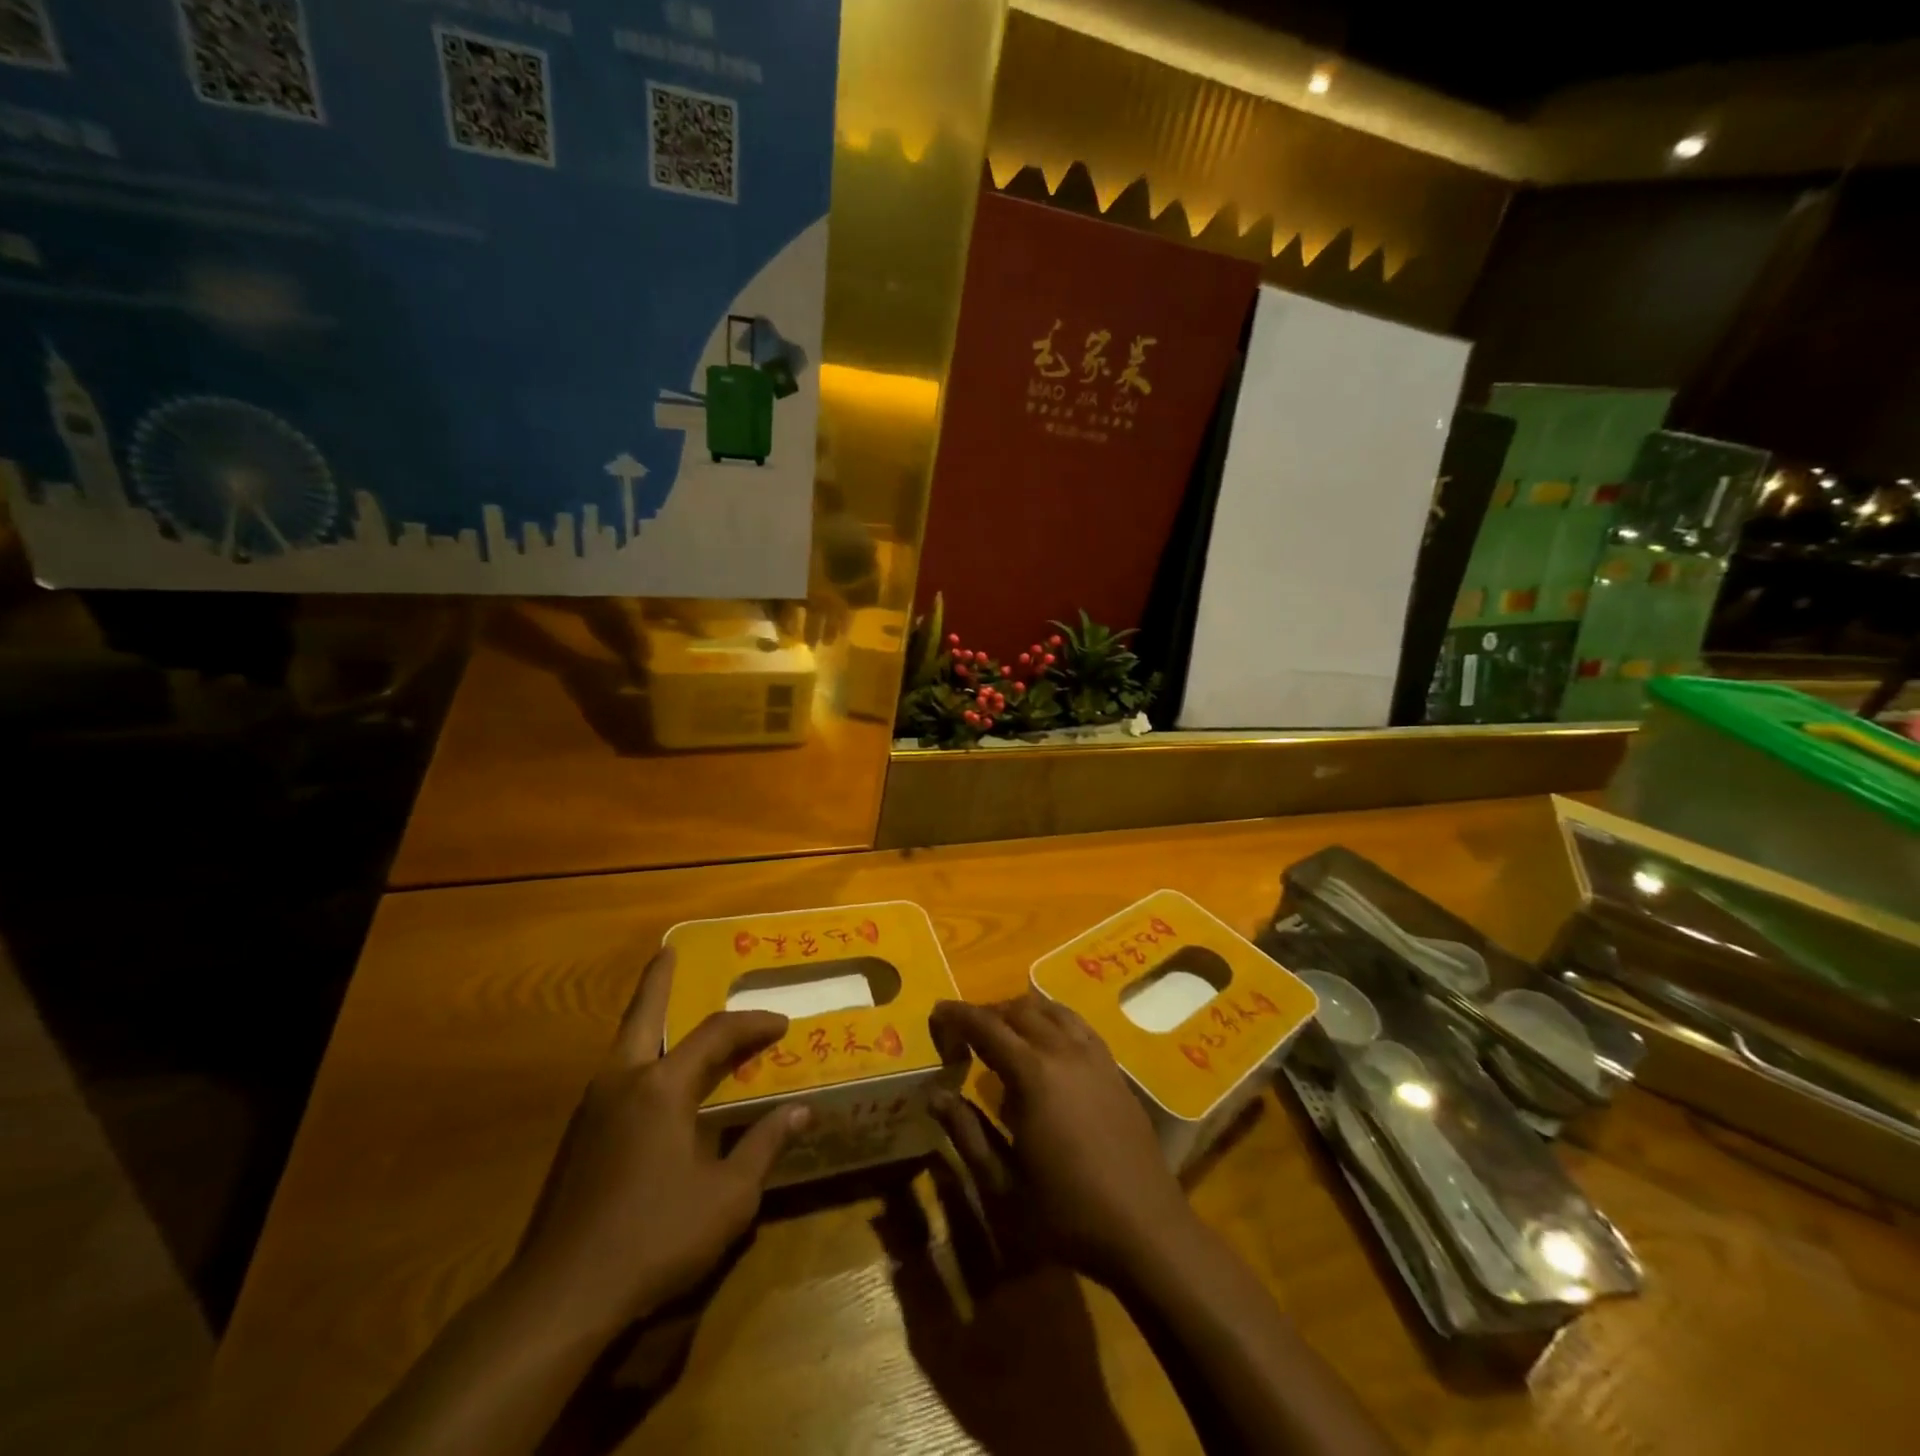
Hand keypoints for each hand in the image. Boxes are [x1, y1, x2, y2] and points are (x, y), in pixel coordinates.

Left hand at [507, 946, 809, 1336]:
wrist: (562, 1297)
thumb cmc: (655, 1237)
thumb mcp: (728, 1197)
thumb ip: (764, 1146)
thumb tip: (801, 1110)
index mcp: (662, 1087)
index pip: (716, 1035)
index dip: (752, 1024)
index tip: (782, 1023)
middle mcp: (623, 1082)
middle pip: (642, 1015)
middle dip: (657, 981)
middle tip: (668, 952)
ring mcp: (593, 1110)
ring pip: (624, 1045)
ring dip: (645, 1019)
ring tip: (666, 1010)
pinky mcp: (578, 1140)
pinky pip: (616, 1077)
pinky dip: (638, 1057)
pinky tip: (653, 1080)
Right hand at [928, 995, 1200, 1284]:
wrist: (1146, 1229)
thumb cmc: (1067, 1213)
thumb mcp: (1003, 1184)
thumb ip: (966, 1133)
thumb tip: (935, 1096)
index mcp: (1032, 1074)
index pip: (986, 1026)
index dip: (958, 1015)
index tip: (936, 1013)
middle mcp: (1064, 1051)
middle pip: (1018, 1010)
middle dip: (987, 1013)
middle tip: (964, 1033)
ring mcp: (1094, 1056)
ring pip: (1051, 1010)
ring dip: (1020, 1012)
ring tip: (1002, 1034)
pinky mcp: (1114, 1068)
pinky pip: (1077, 1025)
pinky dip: (1053, 1020)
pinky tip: (1047, 1045)